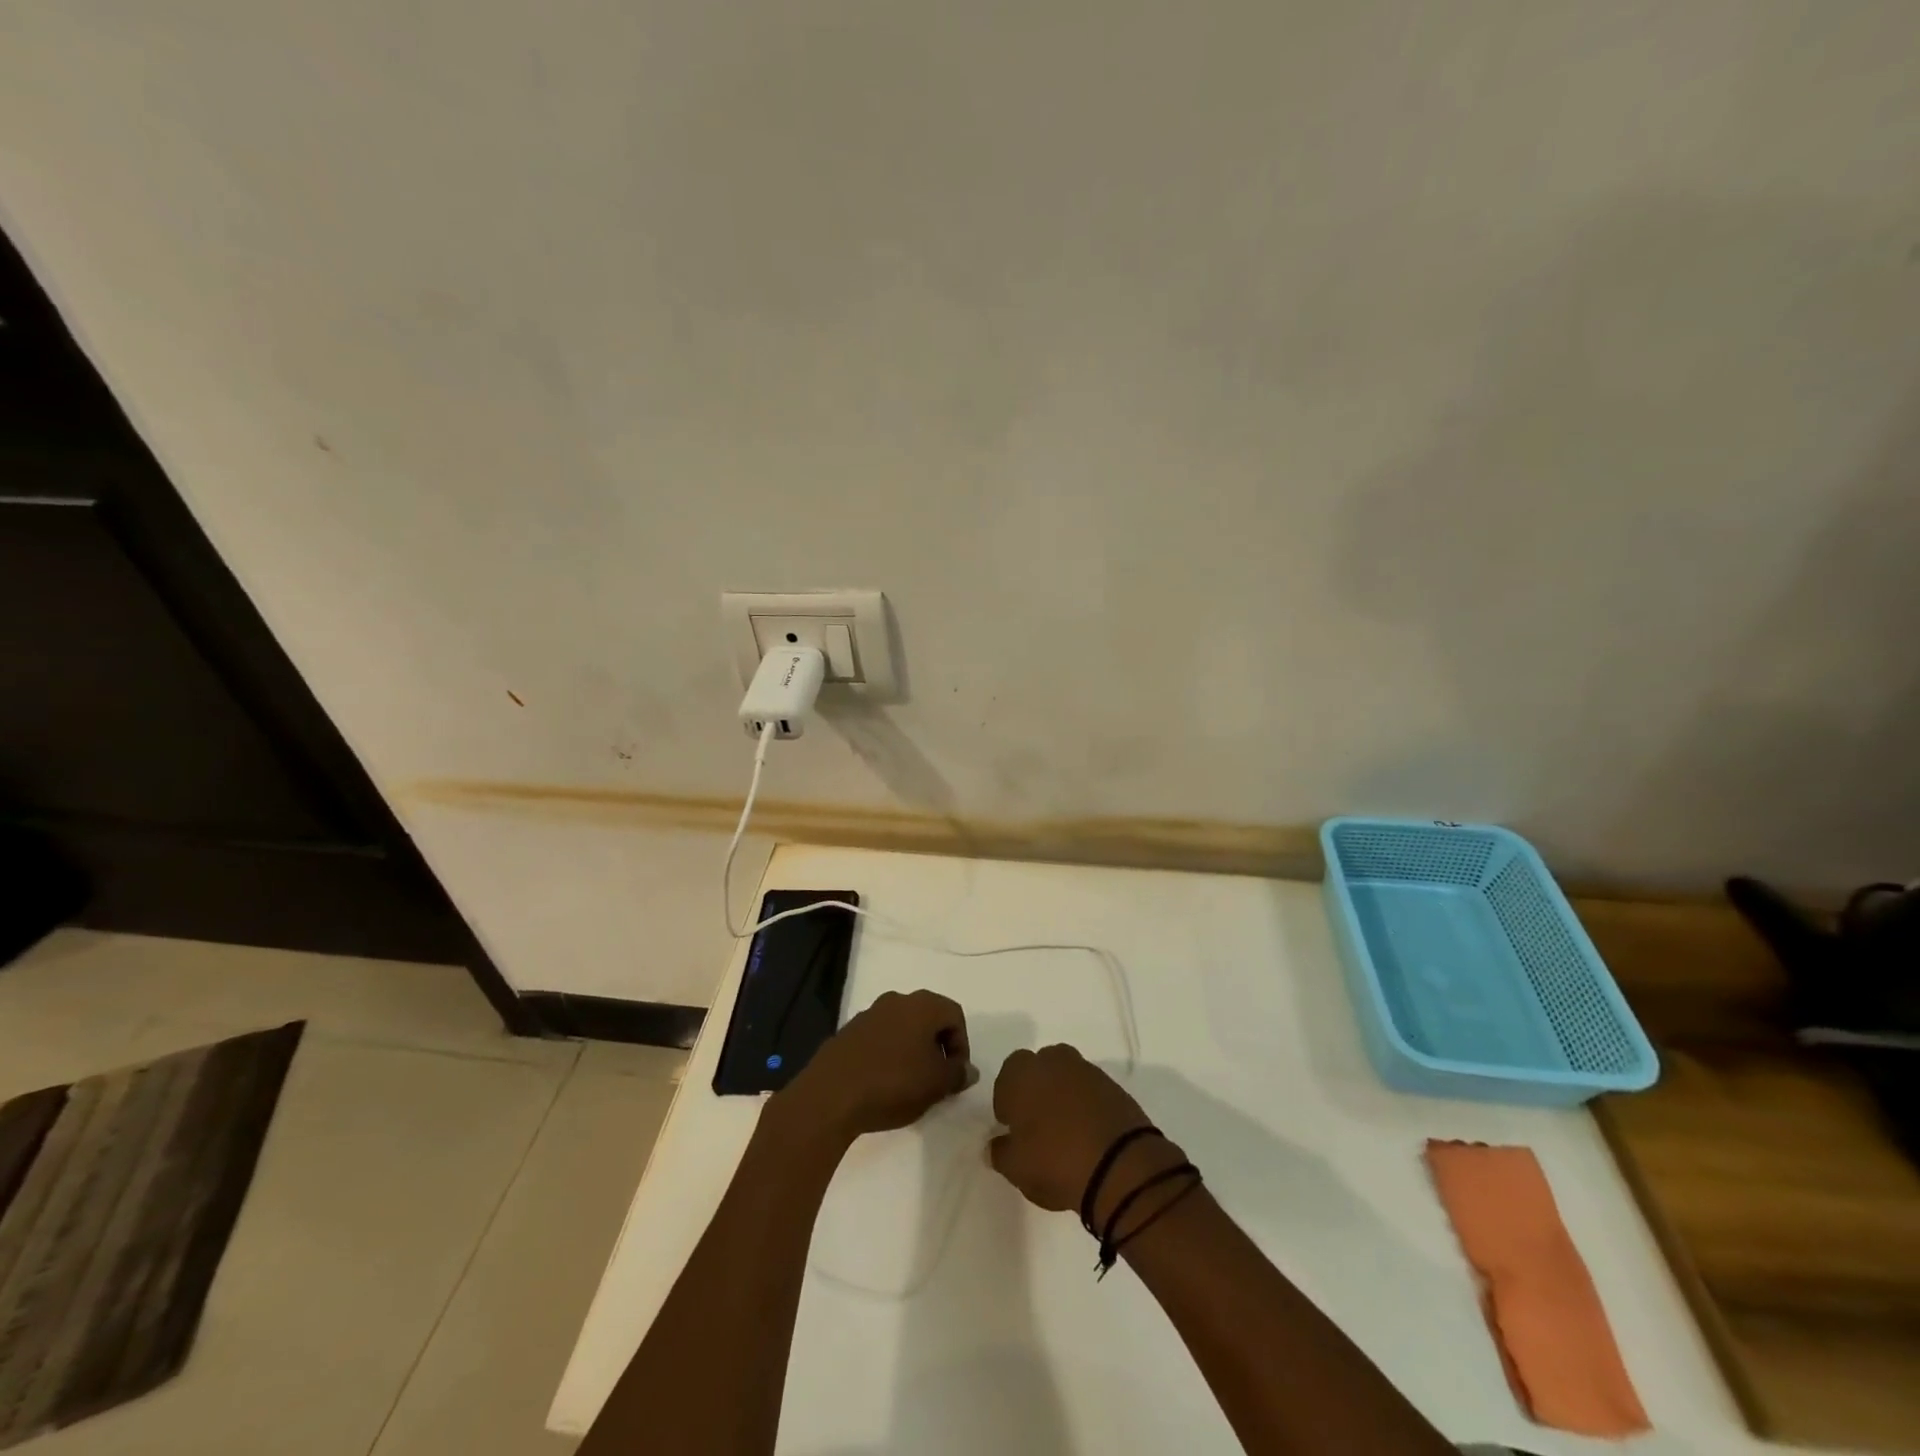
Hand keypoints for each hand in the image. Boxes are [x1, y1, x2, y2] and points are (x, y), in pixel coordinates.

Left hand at [777, 990, 974, 1142]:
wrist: (830, 1095)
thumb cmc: (893, 1083)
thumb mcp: (936, 1084)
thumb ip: (958, 1074)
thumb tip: (967, 1070)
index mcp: (921, 1005)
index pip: (955, 1014)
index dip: (962, 1045)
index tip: (956, 1074)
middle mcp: (896, 1000)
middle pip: (928, 1018)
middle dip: (937, 1047)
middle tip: (937, 1079)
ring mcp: (868, 1014)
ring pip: (902, 1027)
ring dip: (912, 1050)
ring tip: (911, 1084)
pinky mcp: (848, 1032)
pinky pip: (879, 1038)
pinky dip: (888, 1054)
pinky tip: (884, 1082)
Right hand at [990, 1044, 1180, 1222]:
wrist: (1120, 1166)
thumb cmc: (1055, 1161)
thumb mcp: (1016, 1167)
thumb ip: (1000, 1153)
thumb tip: (994, 1146)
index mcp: (1023, 1073)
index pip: (1007, 1075)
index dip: (1007, 1100)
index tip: (1012, 1126)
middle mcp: (1054, 1061)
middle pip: (1039, 1068)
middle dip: (1036, 1090)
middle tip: (1037, 1125)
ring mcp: (1087, 1071)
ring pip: (1066, 1076)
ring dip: (1063, 1096)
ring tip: (1064, 1131)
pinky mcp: (1114, 1087)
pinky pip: (1091, 1091)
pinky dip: (1086, 1106)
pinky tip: (1087, 1134)